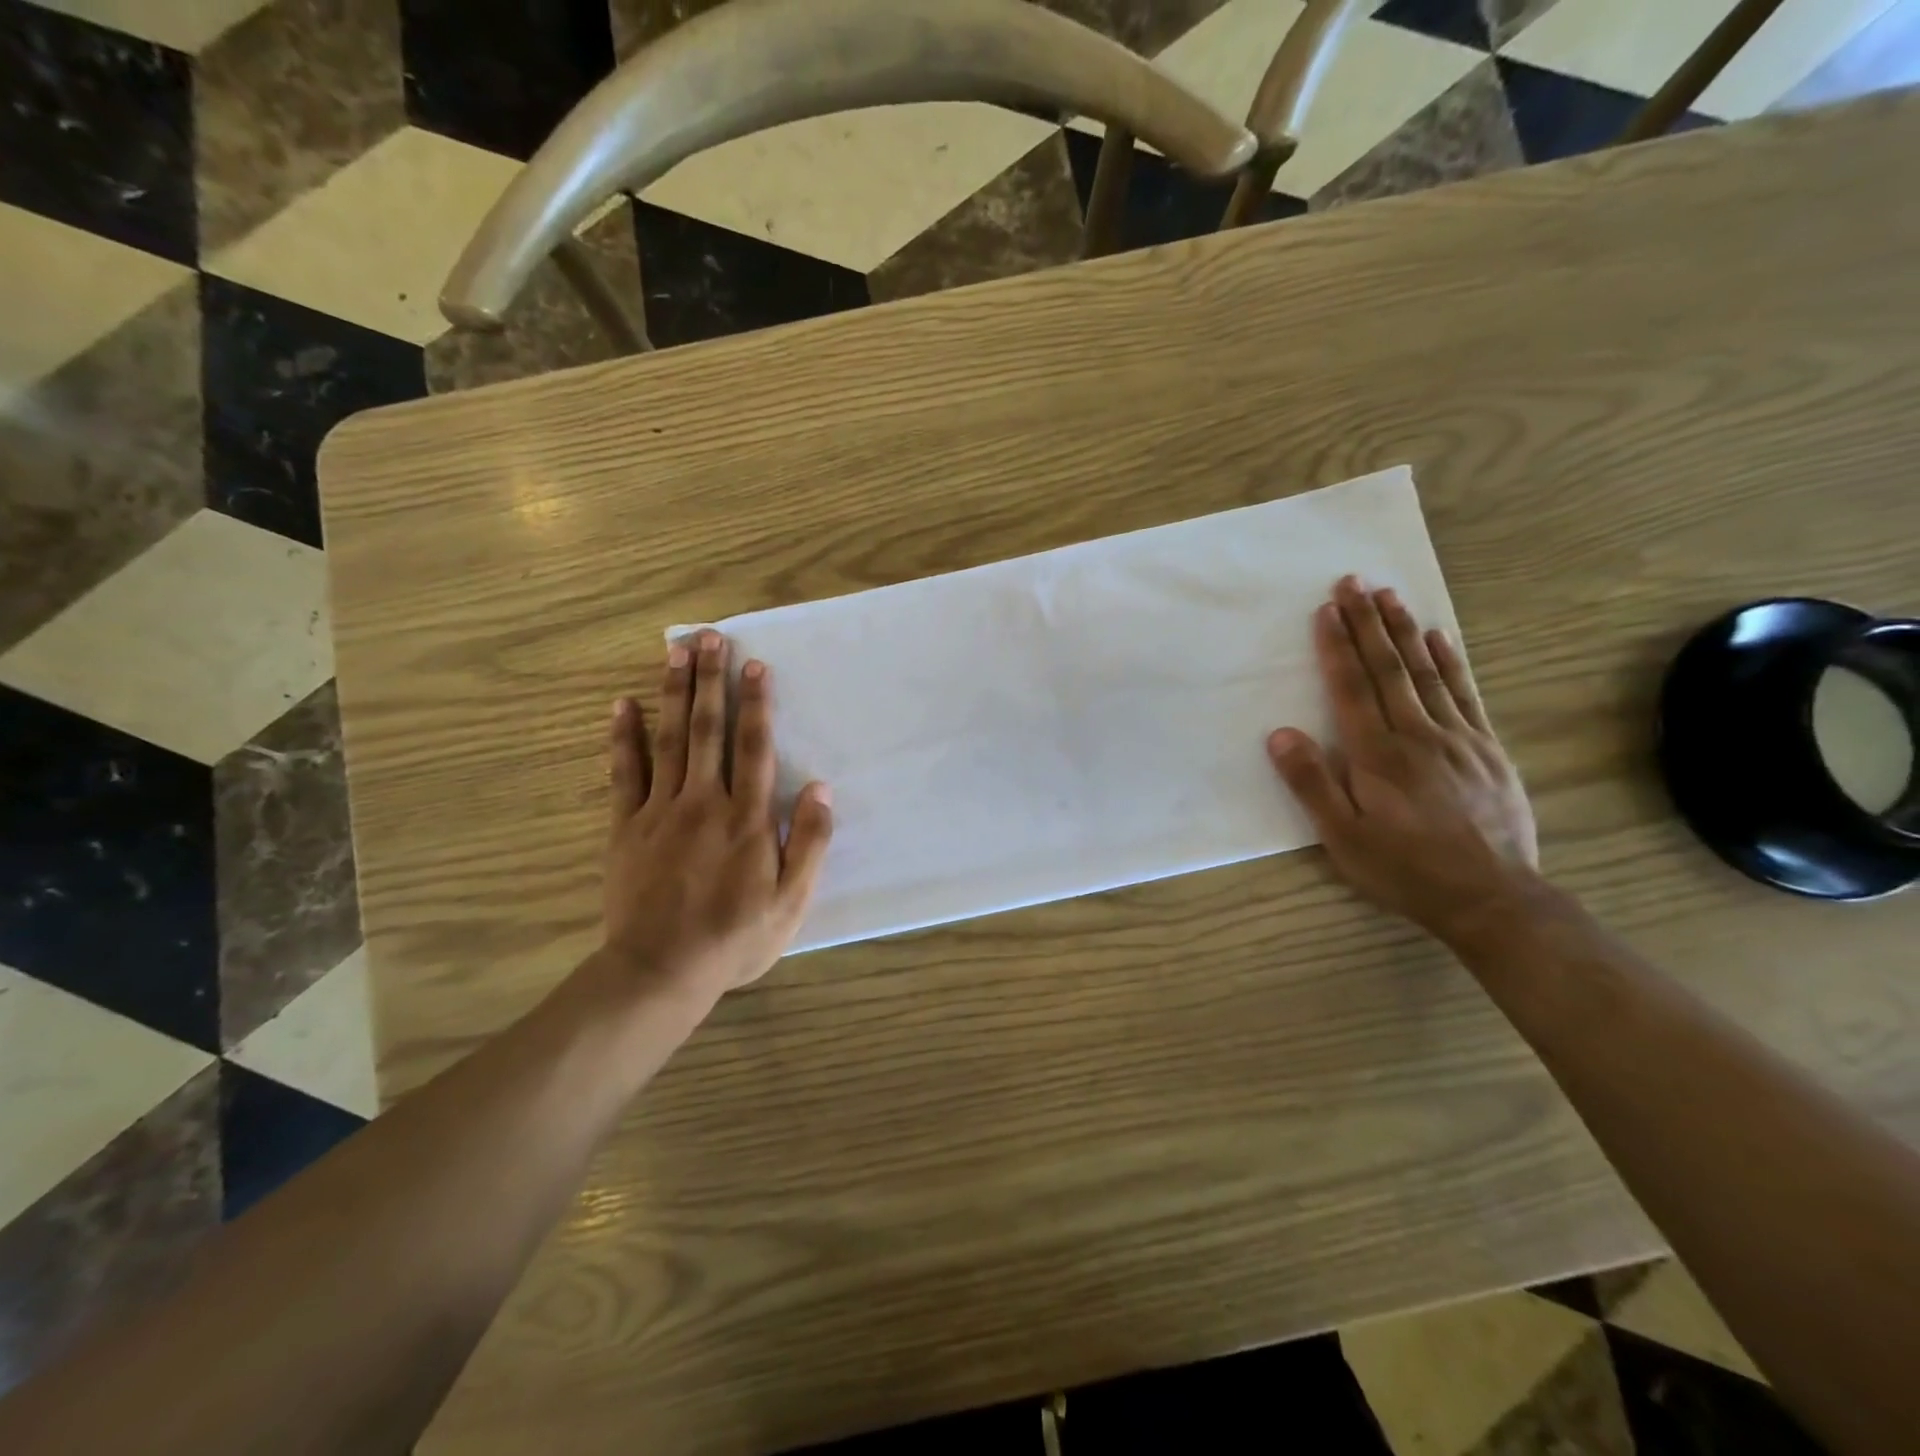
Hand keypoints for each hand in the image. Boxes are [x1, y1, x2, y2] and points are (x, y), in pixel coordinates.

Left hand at [600, 631, 832, 999]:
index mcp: (747, 818)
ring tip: (675, 651)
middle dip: (712, 680)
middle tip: (711, 637)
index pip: (755, 747)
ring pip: (669, 739)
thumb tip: (822, 789)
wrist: (660, 971)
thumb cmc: (734, 938)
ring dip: (674, 692)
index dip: (757, 704)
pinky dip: (624, 737)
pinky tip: (623, 704)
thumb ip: (809, 843)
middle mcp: (704, 801)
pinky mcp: (626, 826)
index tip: (756, 665)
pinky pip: (624, 772)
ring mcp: (660, 810)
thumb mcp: (791, 902)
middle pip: (708, 730)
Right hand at [1267, 576, 1539, 945]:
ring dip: (1405, 631)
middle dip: (1367, 623)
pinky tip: (1440, 639)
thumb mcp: (1343, 838)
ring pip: (1427, 673)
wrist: (1493, 898)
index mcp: (1378, 755)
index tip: (1326, 609)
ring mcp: (1458, 738)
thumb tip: (1279, 734)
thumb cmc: (1405, 869)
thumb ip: (1311, 784)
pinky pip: (1466, 695)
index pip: (1351, 688)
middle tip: (1353, 582)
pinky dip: (1451, 662)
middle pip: (1388, 669)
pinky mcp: (1487, 750)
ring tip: (1390, 596)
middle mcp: (1417, 735)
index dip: (1337, 647)